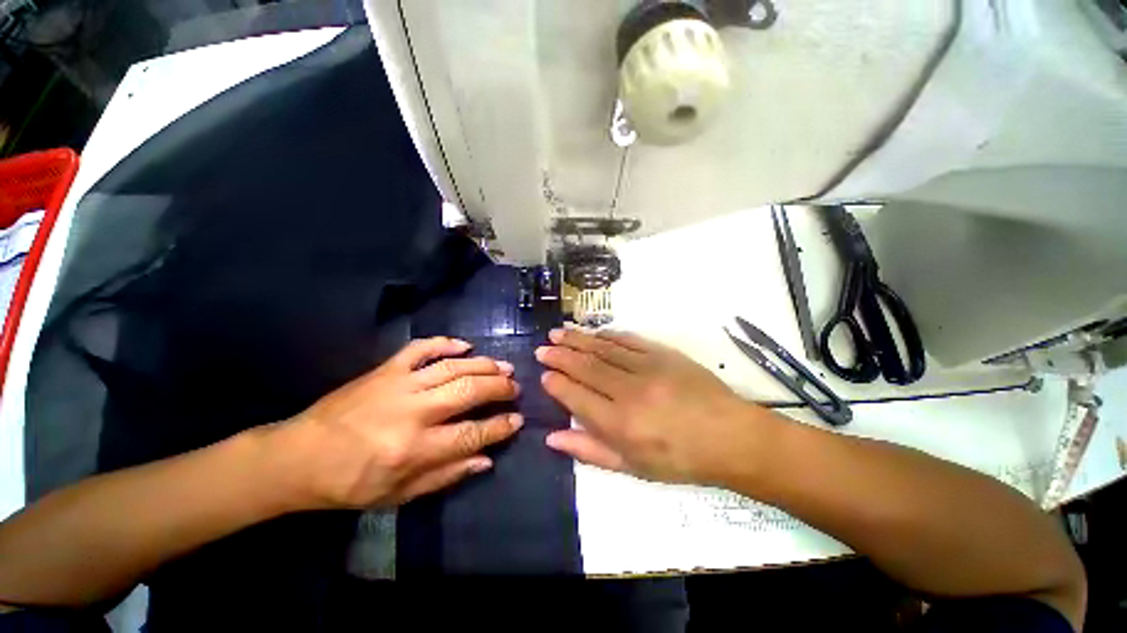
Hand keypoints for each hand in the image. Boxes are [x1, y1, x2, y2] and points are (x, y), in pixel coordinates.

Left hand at [274, 337, 521, 508]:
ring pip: (453, 366)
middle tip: (515, 387)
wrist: (300, 456)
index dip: (500, 426)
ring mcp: (399, 384)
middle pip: (469, 391)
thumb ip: (446, 476)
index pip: (472, 434)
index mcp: (414, 449)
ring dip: (484, 364)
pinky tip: (465, 345)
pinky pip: (421, 348)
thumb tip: (486, 459)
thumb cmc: (351, 483)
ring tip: (504, 366)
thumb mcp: (399, 494)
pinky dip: (446, 343)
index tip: (518, 420)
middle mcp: (412, 412)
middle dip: (500, 387)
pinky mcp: (386, 369)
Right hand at [536, 328, 777, 484]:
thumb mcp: (633, 467)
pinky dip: (608, 335)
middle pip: (586, 367)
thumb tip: (553, 437)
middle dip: (561, 355)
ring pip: (603, 349)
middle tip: (543, 347)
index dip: (556, 383)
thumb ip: (590, 450)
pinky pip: (628, 340)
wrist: (729, 437)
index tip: (543, 375)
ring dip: (578, 339)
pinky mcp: (663, 354)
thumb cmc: (679, 460)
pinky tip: (595, 333)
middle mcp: (629, 391)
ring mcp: (647, 368)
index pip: (576, 396)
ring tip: (559, 332)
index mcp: (620, 424)